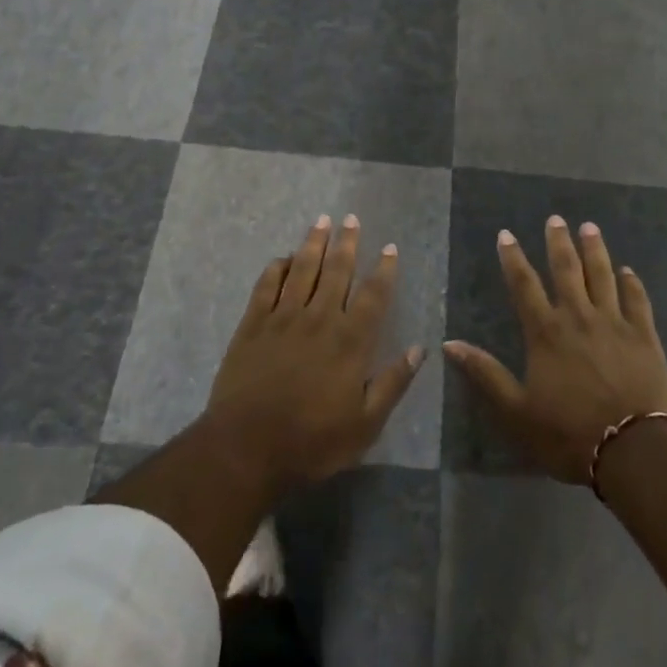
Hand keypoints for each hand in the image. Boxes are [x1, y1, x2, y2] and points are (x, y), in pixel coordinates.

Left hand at [203, 214, 423, 492]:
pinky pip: (266, 285)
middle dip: (347, 242)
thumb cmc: (311, 441)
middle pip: (337, 270)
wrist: (246, 447)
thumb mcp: (365, 424)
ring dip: (314, 243)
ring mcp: (283, 317)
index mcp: (350, 341)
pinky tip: (282, 257)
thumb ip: (392, 383)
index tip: (390, 248)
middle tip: (352, 218)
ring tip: (322, 220)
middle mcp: (320, 318)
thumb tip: (420, 349)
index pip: (373, 295)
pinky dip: (276, 267)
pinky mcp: (253, 324)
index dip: (384, 269)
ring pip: (302, 269)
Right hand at [443, 216, 666, 485]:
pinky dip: (632, 284)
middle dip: (558, 242)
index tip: (506, 234)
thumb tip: (448, 344)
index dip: (513, 258)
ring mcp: (614, 323)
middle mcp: (578, 317)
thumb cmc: (568, 434)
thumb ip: (485, 374)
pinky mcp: (644, 336)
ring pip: (603, 275)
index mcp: (546, 332)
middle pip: (566, 270)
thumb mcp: (516, 411)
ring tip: (590, 227)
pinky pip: (637, 301)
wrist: (632, 450)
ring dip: (595, 250)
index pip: (524, 285)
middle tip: (556, 219)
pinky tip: (629, 271)